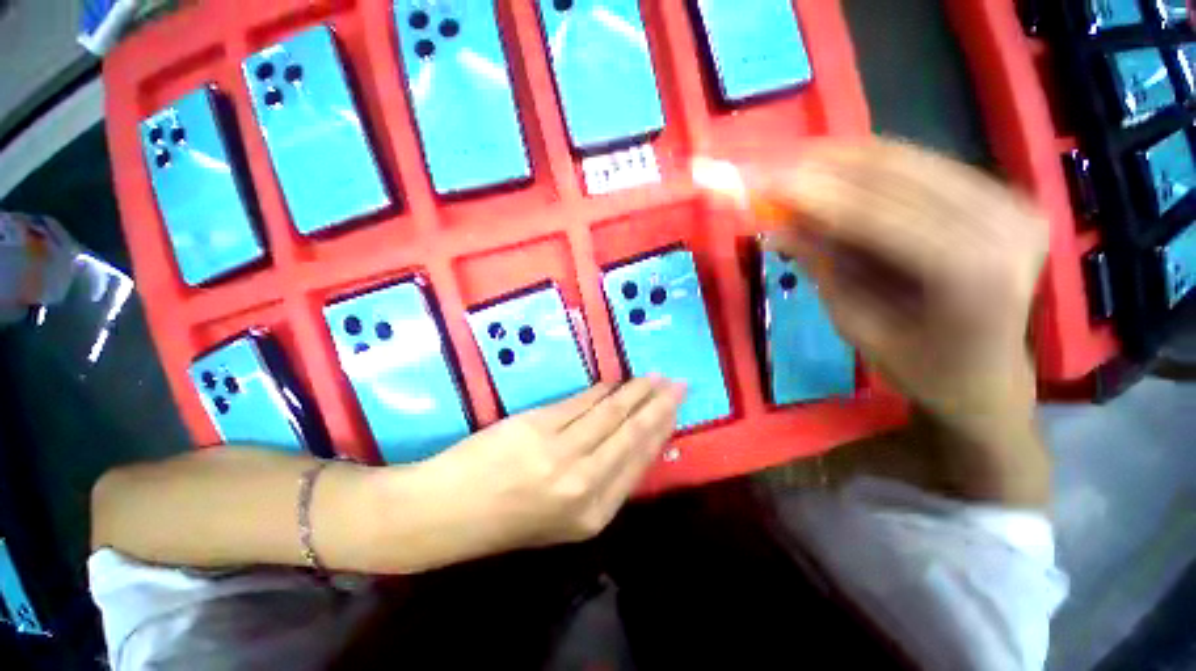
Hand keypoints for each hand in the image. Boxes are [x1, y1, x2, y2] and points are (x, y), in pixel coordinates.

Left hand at [393, 378, 685, 569]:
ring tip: (651, 377)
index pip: (640, 461)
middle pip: (633, 434)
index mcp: (594, 514)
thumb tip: (629, 438)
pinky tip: (613, 382)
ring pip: (611, 413)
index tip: (675, 409)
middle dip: (658, 405)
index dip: (661, 430)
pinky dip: (600, 391)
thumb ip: (600, 479)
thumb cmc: (506, 519)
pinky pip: (581, 403)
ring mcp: (561, 452)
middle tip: (675, 383)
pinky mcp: (539, 426)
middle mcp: (585, 483)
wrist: (446, 512)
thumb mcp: (563, 516)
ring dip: (634, 392)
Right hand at [758, 140, 1048, 504]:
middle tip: (772, 166)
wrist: (987, 376)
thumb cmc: (918, 367)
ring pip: (913, 161)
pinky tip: (837, 169)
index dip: (814, 196)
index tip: (763, 182)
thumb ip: (822, 267)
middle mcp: (1005, 225)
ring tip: (796, 164)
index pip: (877, 217)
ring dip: (847, 160)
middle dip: (826, 168)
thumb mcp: (856, 324)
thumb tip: (776, 226)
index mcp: (971, 275)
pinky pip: (929, 166)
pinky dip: (876, 166)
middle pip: (899, 176)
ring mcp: (1014, 204)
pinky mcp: (1008, 195)